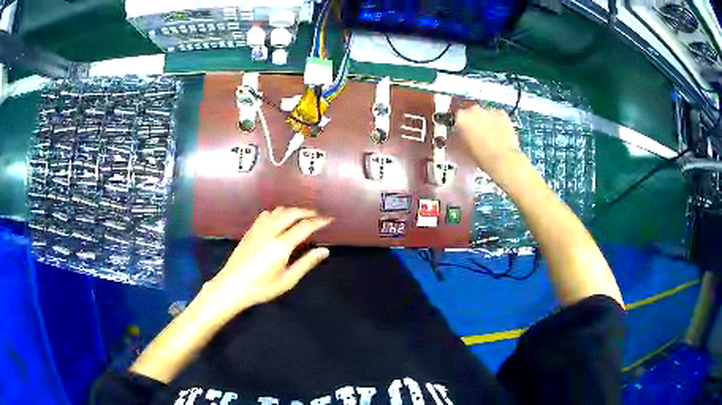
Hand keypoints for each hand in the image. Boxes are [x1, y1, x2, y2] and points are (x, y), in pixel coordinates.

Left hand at [204, 207, 332, 315]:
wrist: (232, 286)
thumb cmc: (262, 288)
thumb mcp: (287, 280)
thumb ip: (306, 263)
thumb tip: (324, 251)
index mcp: (281, 245)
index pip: (304, 226)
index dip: (319, 221)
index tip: (329, 219)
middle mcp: (270, 232)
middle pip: (292, 213)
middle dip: (307, 211)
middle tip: (318, 215)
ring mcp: (258, 229)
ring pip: (278, 211)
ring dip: (293, 210)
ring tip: (302, 216)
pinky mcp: (250, 230)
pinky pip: (267, 214)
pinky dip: (278, 212)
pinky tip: (280, 218)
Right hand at [455, 105, 523, 175]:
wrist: (502, 159)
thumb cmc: (481, 156)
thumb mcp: (461, 151)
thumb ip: (456, 141)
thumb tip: (455, 139)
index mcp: (461, 118)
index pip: (457, 119)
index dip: (460, 128)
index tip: (462, 135)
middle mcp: (474, 110)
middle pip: (471, 113)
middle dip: (473, 122)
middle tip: (476, 136)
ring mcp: (489, 111)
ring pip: (485, 114)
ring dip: (485, 122)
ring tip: (489, 137)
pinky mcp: (503, 114)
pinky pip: (497, 116)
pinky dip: (497, 123)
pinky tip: (498, 134)